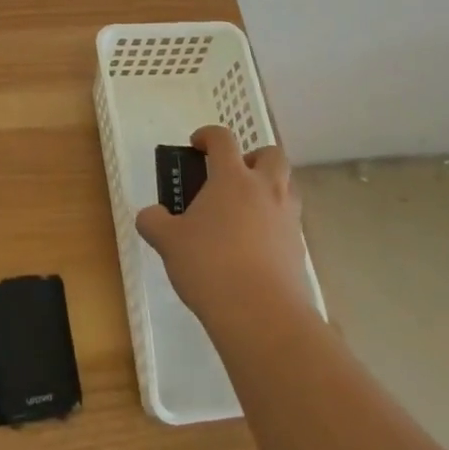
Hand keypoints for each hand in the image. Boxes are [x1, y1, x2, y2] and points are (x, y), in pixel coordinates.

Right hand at [136, 125, 308, 320]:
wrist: (262, 314)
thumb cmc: (210, 265)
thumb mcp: (169, 242)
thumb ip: (154, 222)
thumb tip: (149, 215)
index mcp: (232, 178)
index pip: (223, 138)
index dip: (208, 135)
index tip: (196, 145)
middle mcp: (265, 189)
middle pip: (271, 154)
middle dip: (253, 158)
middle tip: (232, 176)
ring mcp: (287, 218)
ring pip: (286, 187)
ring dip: (268, 189)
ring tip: (243, 213)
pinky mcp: (299, 248)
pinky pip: (289, 222)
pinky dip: (274, 224)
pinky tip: (253, 247)